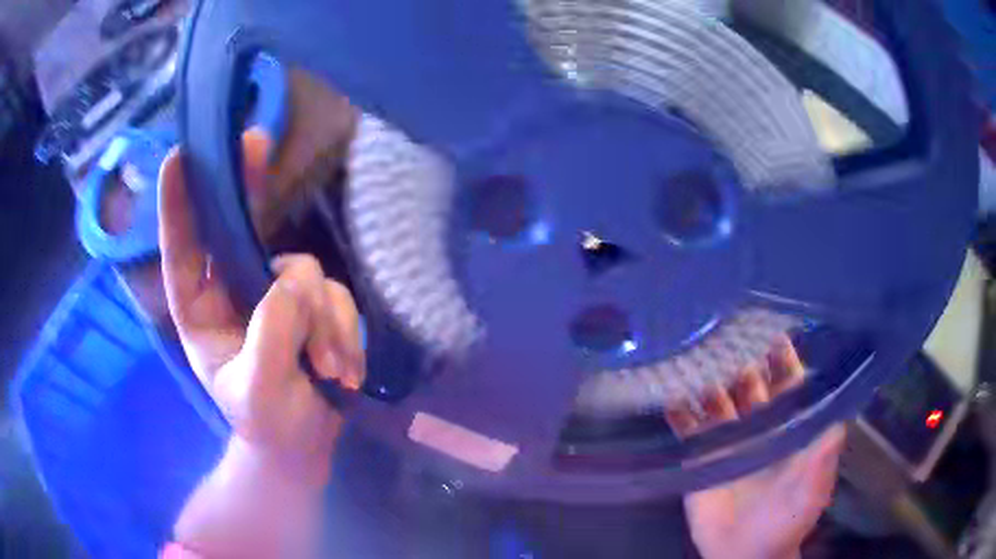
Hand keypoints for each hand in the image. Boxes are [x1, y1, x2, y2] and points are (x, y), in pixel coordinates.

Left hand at [158, 131, 364, 484]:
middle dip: (248, 186)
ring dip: (322, 323)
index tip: (182, 155)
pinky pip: (336, 297)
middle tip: (257, 142)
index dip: (178, 202)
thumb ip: (271, 338)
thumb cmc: (267, 426)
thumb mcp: (259, 395)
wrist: (304, 444)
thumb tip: (296, 280)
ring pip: (304, 273)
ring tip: (327, 371)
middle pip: (236, 225)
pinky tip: (341, 371)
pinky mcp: (313, 302)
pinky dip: (343, 331)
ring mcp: (275, 293)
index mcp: (199, 310)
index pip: (182, 251)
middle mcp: (234, 290)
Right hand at [666, 337, 844, 558]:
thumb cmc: (787, 521)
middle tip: (727, 333)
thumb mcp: (811, 489)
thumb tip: (839, 413)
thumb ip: (823, 455)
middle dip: (743, 358)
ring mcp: (729, 439)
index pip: (789, 382)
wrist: (743, 555)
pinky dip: (679, 410)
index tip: (773, 332)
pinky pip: (688, 426)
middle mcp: (761, 424)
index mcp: (790, 426)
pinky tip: (670, 394)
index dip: (784, 358)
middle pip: (751, 382)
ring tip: (697, 357)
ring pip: (718, 397)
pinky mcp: (701, 456)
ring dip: (709, 378)